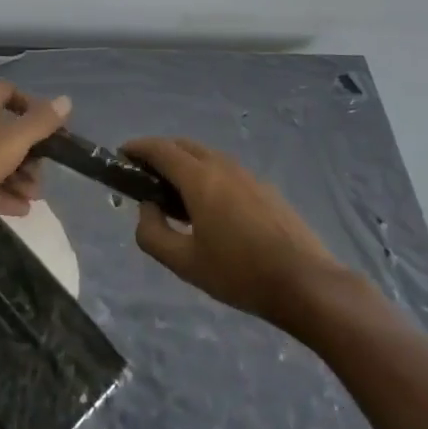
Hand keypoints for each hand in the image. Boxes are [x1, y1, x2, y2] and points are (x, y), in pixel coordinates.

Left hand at [0, 81, 70, 242]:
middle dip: (28, 155)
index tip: (50, 131)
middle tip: (41, 178)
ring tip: (32, 200)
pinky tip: (17, 212)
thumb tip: (67, 100)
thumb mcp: (11, 142)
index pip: (10, 93)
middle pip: (5, 131)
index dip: (32, 107)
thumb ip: (41, 122)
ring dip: (17, 178)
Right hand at [126, 136, 345, 328]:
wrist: (305, 282)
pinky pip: (226, 170)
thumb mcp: (185, 263)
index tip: (122, 155)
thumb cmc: (239, 273)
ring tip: (175, 194)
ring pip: (208, 156)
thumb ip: (154, 234)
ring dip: (185, 163)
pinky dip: (207, 175)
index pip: (161, 149)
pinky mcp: (265, 188)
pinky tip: (210, 207)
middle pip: (184, 146)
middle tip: (145, 176)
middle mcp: (223, 166)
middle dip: (161, 153)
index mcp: (200, 179)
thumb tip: (147, 209)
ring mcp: (248, 174)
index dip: (138, 148)